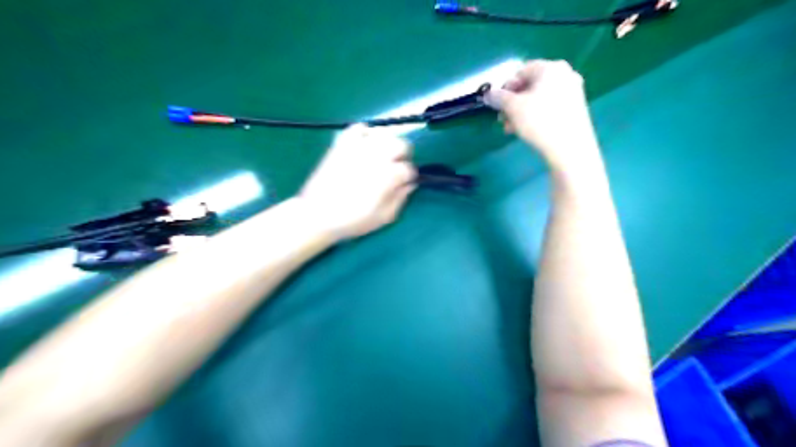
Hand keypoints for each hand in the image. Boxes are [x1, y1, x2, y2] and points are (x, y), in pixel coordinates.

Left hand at [297, 125, 416, 239]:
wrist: (318, 215)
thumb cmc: (353, 220)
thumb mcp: (384, 217)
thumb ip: (401, 198)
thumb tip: (409, 185)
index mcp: (388, 176)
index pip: (409, 169)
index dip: (408, 179)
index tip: (402, 185)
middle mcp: (377, 156)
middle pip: (402, 144)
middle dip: (402, 157)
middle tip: (395, 169)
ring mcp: (358, 147)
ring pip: (384, 134)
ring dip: (387, 145)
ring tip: (380, 158)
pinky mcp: (343, 144)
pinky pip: (358, 128)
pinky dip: (365, 135)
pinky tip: (364, 147)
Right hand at [489, 59, 599, 171]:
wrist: (570, 148)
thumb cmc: (540, 122)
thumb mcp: (512, 108)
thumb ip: (497, 98)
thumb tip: (488, 94)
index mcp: (551, 68)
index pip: (520, 72)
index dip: (505, 89)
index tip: (497, 106)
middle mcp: (565, 74)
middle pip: (529, 86)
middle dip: (512, 104)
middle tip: (502, 120)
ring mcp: (572, 92)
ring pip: (538, 99)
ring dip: (520, 112)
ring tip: (511, 129)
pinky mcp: (575, 109)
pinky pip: (549, 107)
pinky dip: (535, 116)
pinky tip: (527, 131)